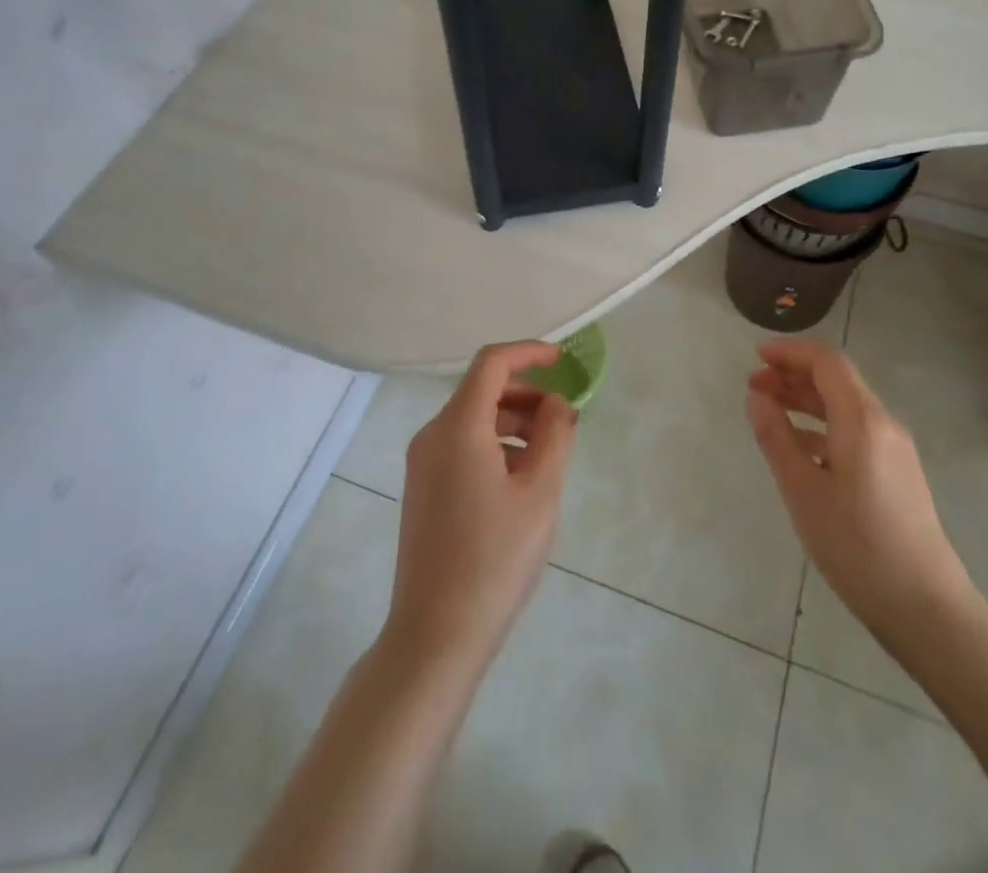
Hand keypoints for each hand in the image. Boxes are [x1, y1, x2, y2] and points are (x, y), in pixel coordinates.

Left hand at [383, 341, 577, 672]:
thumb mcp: (540, 493)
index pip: (491, 363)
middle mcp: (432, 435)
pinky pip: (461, 446)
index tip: (562, 360)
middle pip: (481, 391)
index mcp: (457, 427)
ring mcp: (422, 463)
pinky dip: (494, 445)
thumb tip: (557, 404)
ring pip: (472, 420)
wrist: (435, 635)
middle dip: (526, 394)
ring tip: (550, 452)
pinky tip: (521, 479)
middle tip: (565, 417)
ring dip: (513, 422)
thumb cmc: (495, 558)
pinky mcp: (422, 488)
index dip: (528, 353)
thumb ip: (554, 436)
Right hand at [746, 338, 973, 657]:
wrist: (925, 607)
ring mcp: (895, 450)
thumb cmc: (856, 545)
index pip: (827, 363)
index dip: (790, 353)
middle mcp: (883, 425)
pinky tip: (799, 448)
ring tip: (769, 411)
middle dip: (793, 376)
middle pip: (837, 381)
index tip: (755, 356)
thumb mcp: (802, 490)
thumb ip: (776, 437)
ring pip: (845, 407)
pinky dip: (822, 427)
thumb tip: (756, 397)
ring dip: (806, 401)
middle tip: (754, 386)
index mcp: (863, 420)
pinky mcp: (897, 474)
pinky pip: (854, 432)